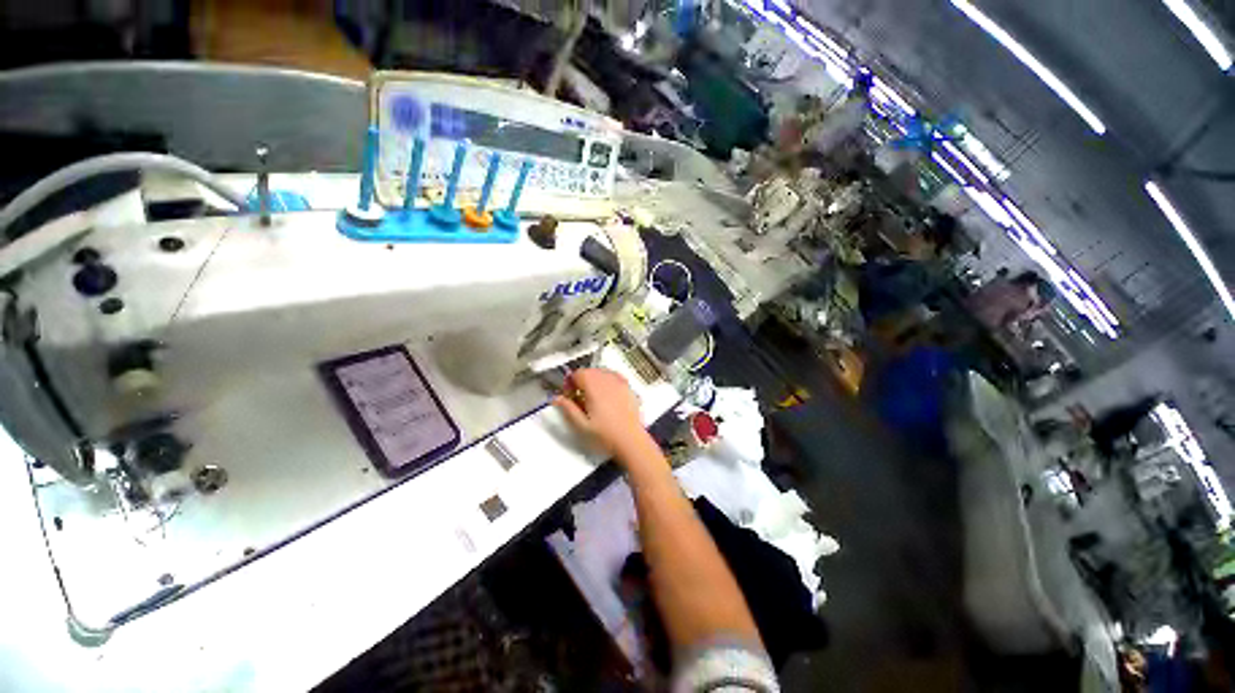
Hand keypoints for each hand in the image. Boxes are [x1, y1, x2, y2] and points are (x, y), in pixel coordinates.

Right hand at [554, 368, 648, 458]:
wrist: (631, 441)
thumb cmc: (605, 435)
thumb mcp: (581, 425)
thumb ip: (568, 409)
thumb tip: (556, 398)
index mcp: (594, 386)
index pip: (578, 373)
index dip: (570, 383)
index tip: (569, 396)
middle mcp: (607, 380)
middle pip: (590, 371)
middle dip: (581, 381)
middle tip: (579, 399)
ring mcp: (620, 382)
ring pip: (602, 373)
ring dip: (594, 381)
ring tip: (593, 398)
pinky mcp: (629, 388)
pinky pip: (615, 377)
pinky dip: (607, 382)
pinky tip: (607, 395)